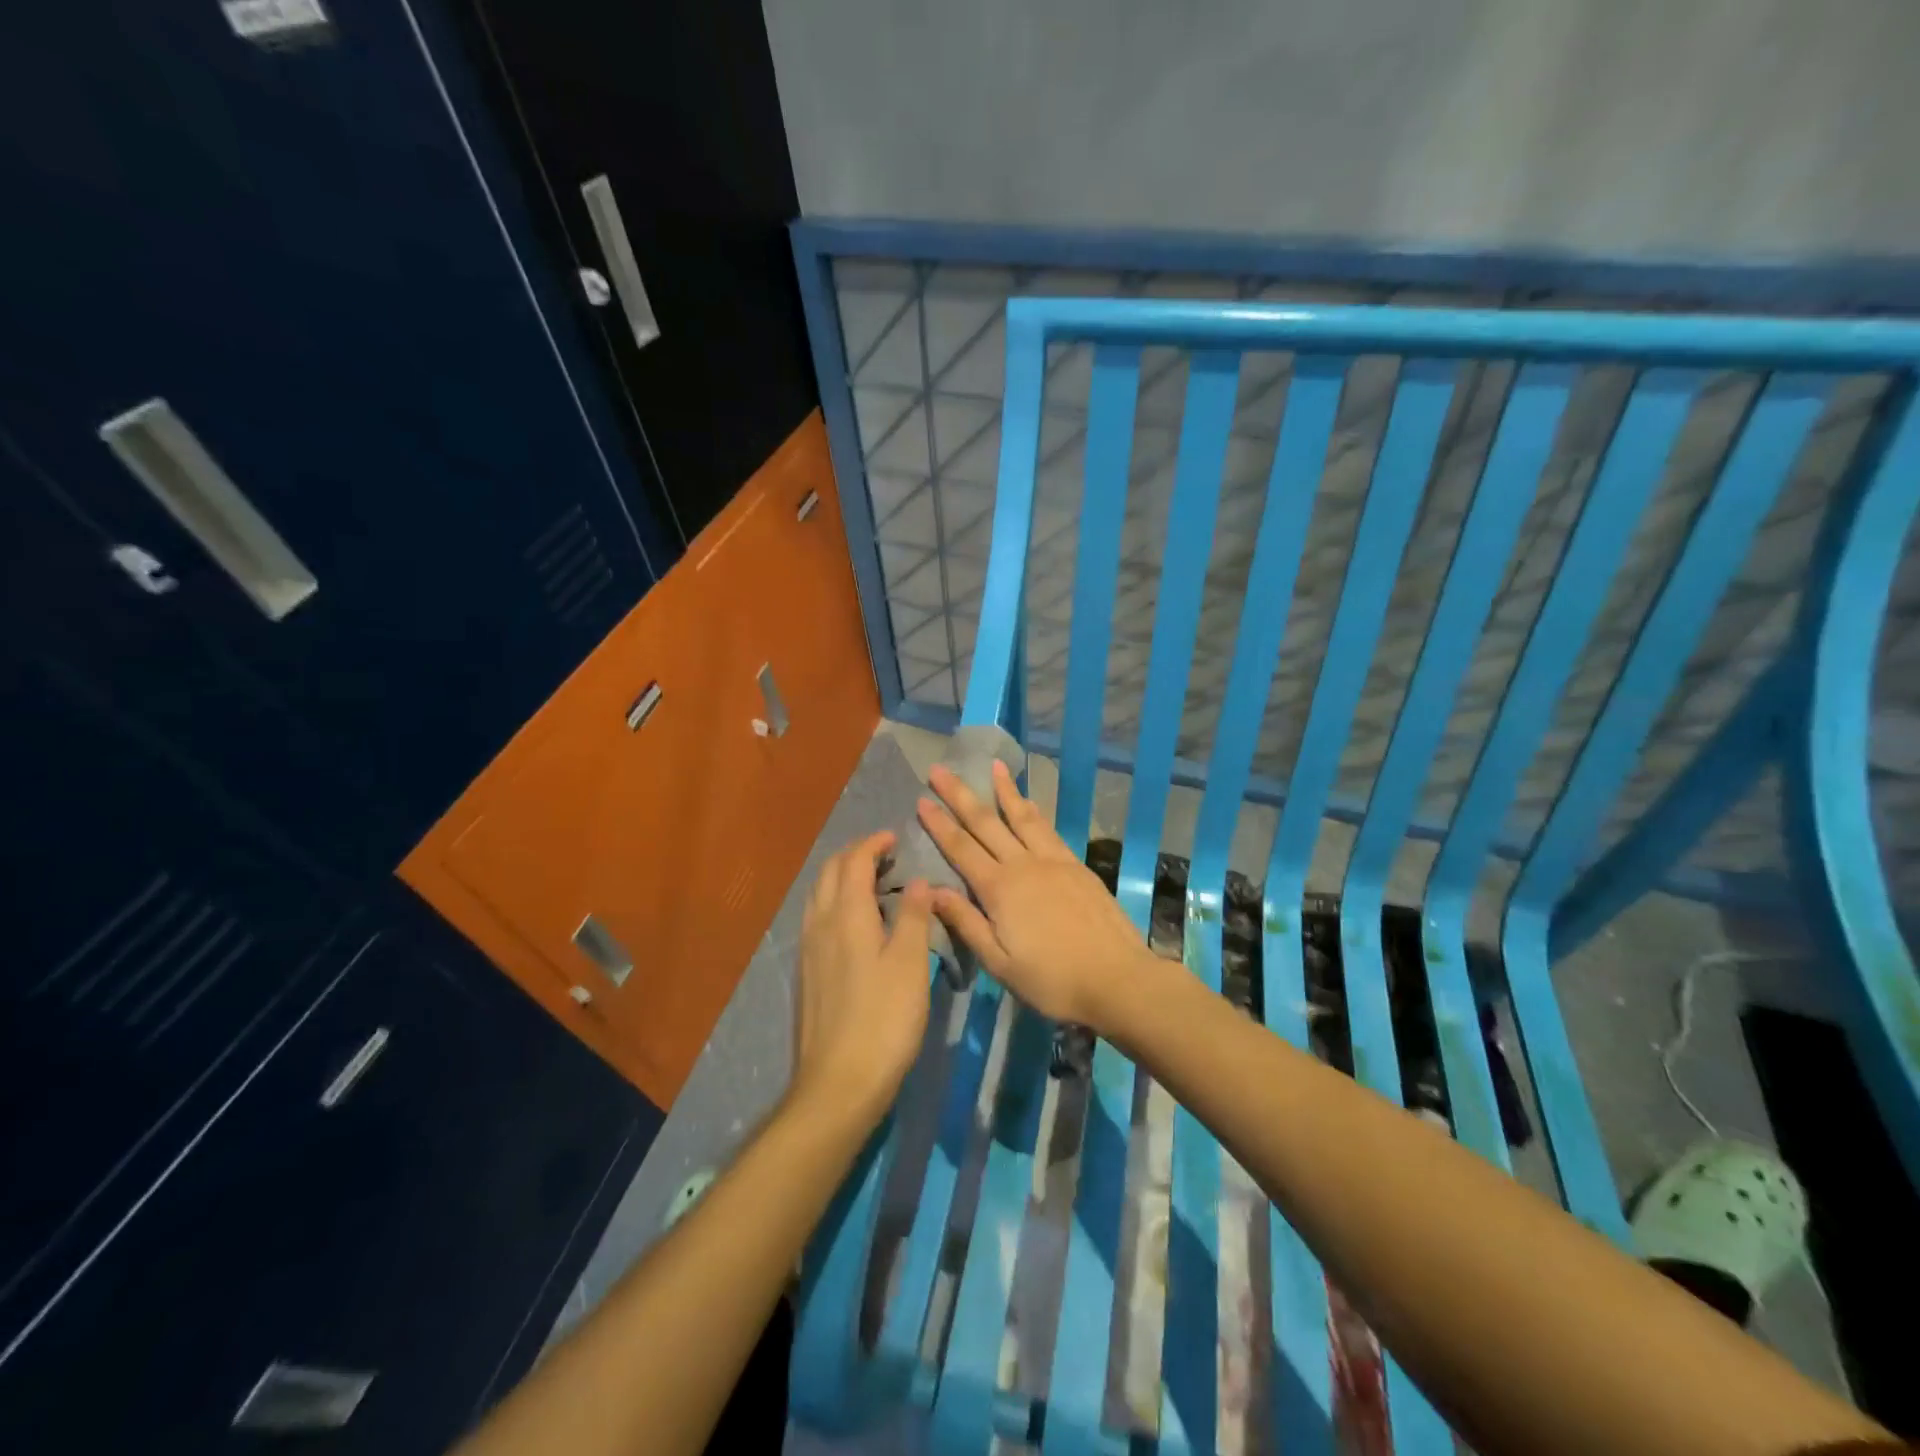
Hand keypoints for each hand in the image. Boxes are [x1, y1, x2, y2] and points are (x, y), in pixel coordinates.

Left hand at [790, 831, 932, 1130]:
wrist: (838, 1083)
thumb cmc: (883, 1020)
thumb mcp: (909, 964)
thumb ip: (912, 917)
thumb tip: (917, 881)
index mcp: (846, 915)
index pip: (854, 862)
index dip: (873, 843)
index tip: (895, 837)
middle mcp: (820, 923)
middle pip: (830, 872)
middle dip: (855, 854)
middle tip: (886, 855)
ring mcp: (808, 949)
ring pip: (819, 894)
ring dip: (843, 877)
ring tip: (873, 882)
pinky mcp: (807, 972)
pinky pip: (817, 917)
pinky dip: (836, 901)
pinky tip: (856, 922)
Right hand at [918, 760, 1152, 1029]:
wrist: (1118, 978)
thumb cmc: (1052, 980)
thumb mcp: (999, 963)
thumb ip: (966, 923)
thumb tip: (930, 890)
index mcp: (999, 889)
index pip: (961, 848)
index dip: (939, 823)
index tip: (921, 798)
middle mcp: (1023, 865)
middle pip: (986, 822)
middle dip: (960, 795)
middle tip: (940, 769)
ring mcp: (1053, 861)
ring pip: (1022, 817)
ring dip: (1004, 790)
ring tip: (993, 765)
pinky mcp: (1076, 865)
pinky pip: (1048, 829)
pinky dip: (1033, 810)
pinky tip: (1028, 802)